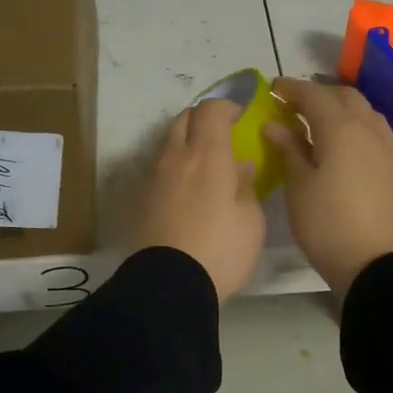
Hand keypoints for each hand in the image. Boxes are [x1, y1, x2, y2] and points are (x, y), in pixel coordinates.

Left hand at [135, 99, 265, 301]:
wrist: (171, 285)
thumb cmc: (222, 250)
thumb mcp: (251, 220)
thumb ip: (246, 186)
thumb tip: (240, 167)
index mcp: (208, 155)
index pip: (211, 110)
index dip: (226, 106)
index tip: (240, 116)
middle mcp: (176, 158)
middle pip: (183, 120)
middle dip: (202, 120)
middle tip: (221, 136)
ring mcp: (154, 178)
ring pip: (168, 145)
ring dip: (186, 145)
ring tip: (205, 167)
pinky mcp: (141, 201)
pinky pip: (160, 171)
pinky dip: (175, 170)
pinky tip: (188, 192)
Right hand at [265, 79, 392, 293]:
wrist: (379, 264)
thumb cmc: (329, 225)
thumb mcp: (299, 188)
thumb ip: (289, 150)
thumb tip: (276, 125)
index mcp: (341, 128)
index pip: (314, 94)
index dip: (291, 89)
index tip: (271, 89)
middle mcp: (368, 129)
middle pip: (344, 97)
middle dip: (318, 95)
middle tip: (294, 107)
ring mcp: (385, 149)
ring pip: (364, 112)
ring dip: (340, 109)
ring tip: (318, 123)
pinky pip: (373, 132)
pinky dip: (354, 127)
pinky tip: (341, 145)